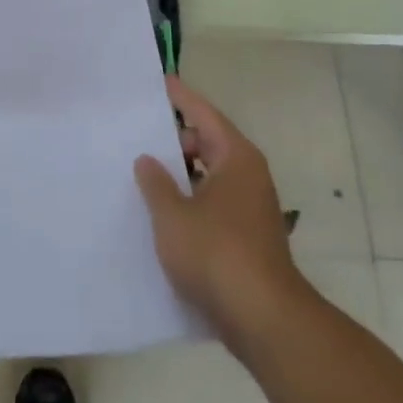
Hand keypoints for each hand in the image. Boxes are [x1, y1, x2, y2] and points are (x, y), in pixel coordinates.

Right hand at [135, 79, 302, 349]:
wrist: (264, 321)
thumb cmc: (216, 254)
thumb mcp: (173, 215)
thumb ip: (156, 183)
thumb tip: (147, 160)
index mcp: (235, 157)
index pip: (203, 114)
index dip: (180, 97)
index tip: (161, 81)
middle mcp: (248, 175)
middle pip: (208, 144)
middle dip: (175, 142)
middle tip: (138, 139)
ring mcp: (252, 208)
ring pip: (210, 177)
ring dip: (181, 176)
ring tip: (144, 177)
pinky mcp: (249, 238)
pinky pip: (214, 204)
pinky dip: (191, 202)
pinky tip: (164, 216)